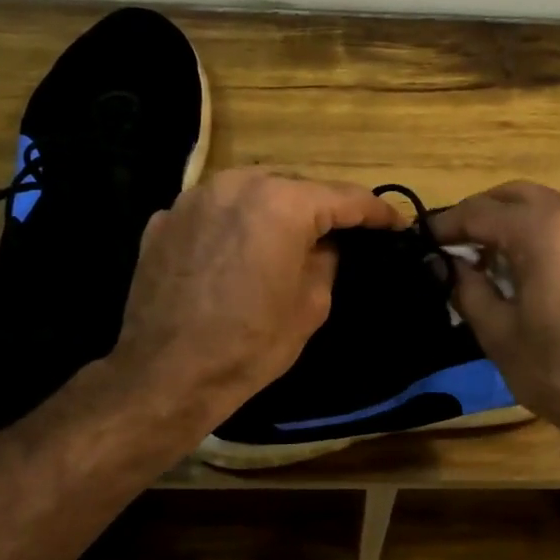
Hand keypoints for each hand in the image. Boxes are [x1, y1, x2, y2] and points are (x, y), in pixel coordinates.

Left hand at [111, 168, 404, 420]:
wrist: (166, 374)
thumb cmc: (250, 344)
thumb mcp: (311, 305)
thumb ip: (326, 260)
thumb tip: (323, 245)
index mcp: (282, 203)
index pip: (344, 198)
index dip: (375, 211)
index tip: (395, 222)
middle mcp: (237, 184)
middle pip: (294, 186)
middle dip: (321, 207)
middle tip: (343, 232)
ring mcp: (194, 198)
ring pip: (251, 192)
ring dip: (275, 210)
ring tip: (289, 237)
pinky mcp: (164, 219)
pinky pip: (214, 211)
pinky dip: (234, 224)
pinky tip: (238, 251)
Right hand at [430, 181, 559, 442]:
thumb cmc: (559, 370)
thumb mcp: (499, 333)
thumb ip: (466, 288)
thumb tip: (443, 265)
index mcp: (544, 231)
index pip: (480, 212)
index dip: (447, 225)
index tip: (423, 241)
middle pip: (514, 196)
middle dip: (480, 213)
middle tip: (453, 243)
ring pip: (544, 206)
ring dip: (510, 221)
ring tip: (483, 256)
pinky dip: (538, 232)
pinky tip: (522, 264)